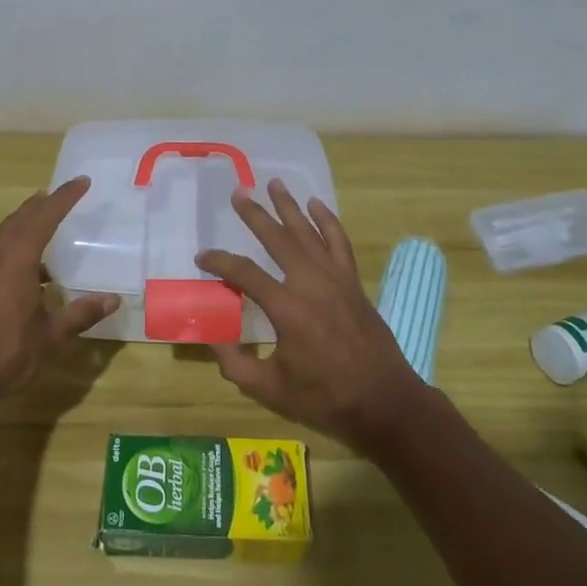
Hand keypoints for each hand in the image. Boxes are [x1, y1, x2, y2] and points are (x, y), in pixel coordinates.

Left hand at [0, 177, 117, 418]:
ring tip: (44, 221)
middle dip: (42, 204)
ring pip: (4, 234)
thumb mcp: (50, 337)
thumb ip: (80, 314)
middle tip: (61, 195)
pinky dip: (13, 244)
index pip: (44, 217)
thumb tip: (113, 299)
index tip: (82, 182)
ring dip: (25, 223)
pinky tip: (25, 266)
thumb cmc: (4, 354)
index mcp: (16, 260)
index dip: (64, 198)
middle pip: (20, 219)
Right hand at [196, 180, 428, 454]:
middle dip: (255, 215)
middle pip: (278, 239)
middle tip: (238, 193)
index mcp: (286, 308)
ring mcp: (336, 279)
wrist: (384, 402)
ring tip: (274, 184)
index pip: (244, 273)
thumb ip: (236, 365)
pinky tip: (317, 205)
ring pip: (309, 232)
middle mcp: (310, 283)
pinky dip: (328, 221)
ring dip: (290, 207)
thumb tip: (214, 341)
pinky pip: (339, 242)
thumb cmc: (325, 398)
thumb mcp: (271, 389)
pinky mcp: (353, 283)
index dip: (219, 262)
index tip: (202, 257)